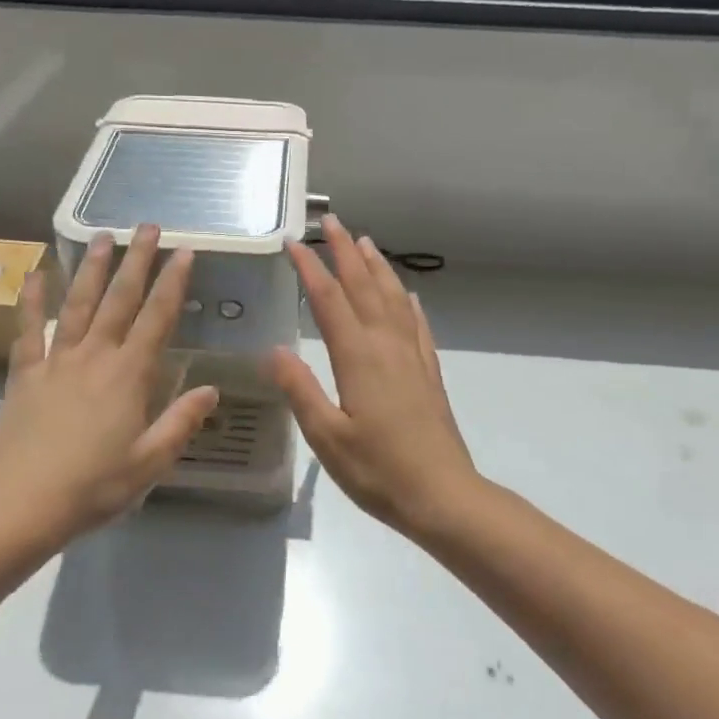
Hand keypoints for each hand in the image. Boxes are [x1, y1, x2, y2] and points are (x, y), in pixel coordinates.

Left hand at [0, 224, 218, 537]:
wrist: (20, 503)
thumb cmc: (92, 487)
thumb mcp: (148, 463)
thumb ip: (181, 423)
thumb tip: (211, 390)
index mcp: (128, 376)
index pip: (157, 319)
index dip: (173, 283)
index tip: (184, 251)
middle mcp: (95, 357)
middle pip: (119, 299)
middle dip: (136, 260)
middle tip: (147, 226)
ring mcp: (56, 360)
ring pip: (78, 304)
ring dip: (92, 268)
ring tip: (102, 236)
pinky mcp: (25, 373)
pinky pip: (29, 329)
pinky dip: (32, 299)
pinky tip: (36, 273)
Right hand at [268, 215, 478, 533]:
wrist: (444, 496)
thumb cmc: (378, 471)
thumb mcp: (327, 438)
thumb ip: (300, 390)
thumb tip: (274, 349)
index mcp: (358, 358)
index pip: (328, 300)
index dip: (310, 268)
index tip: (293, 242)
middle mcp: (387, 346)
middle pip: (364, 287)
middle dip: (345, 252)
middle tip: (331, 221)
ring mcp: (412, 357)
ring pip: (393, 298)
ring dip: (377, 267)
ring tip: (365, 242)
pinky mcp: (429, 372)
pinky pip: (418, 325)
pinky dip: (409, 303)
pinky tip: (409, 295)